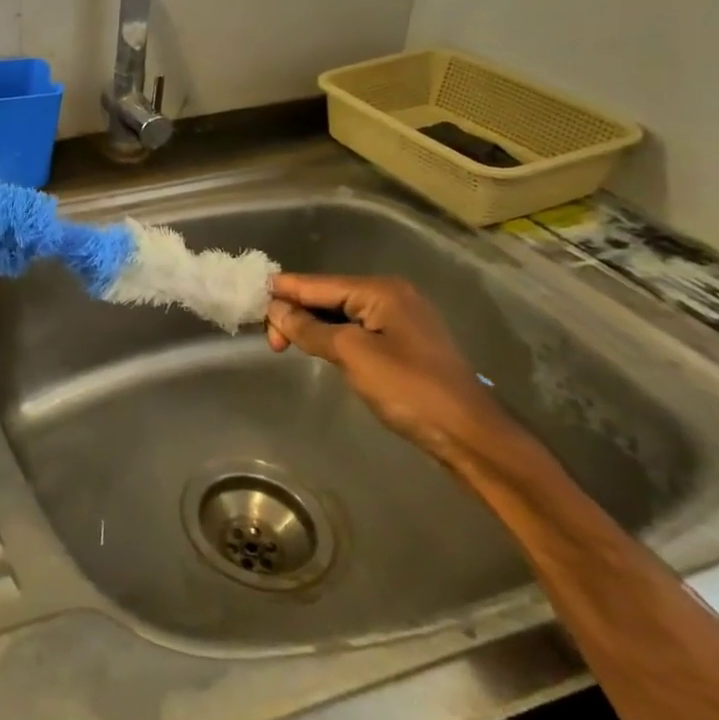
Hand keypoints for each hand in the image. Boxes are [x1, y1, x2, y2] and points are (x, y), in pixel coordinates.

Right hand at [265, 274, 516, 463]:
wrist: (470, 435)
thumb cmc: (410, 389)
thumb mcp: (352, 355)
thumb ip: (309, 329)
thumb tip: (275, 309)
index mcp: (380, 290)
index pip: (315, 284)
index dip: (280, 293)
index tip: (248, 306)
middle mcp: (390, 295)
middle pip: (326, 295)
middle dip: (295, 313)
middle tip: (272, 344)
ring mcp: (399, 319)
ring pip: (339, 313)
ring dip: (311, 326)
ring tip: (285, 346)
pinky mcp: (402, 342)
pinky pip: (355, 329)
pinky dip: (331, 336)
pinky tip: (316, 348)